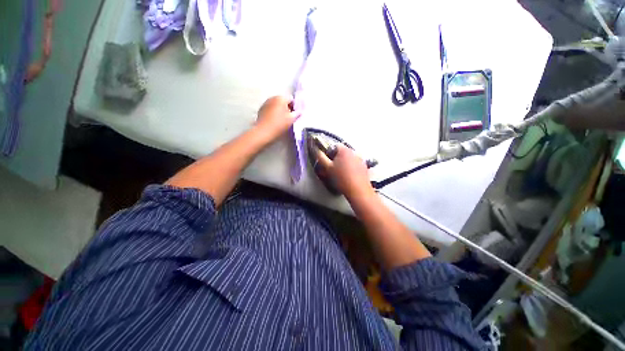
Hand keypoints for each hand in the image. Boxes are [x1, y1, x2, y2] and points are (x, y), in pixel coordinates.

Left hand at [255, 96, 299, 142]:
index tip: (296, 115)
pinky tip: (275, 121)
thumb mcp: (291, 119)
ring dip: (280, 111)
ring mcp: (265, 103)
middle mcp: (272, 98)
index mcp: (281, 98)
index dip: (295, 107)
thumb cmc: (279, 124)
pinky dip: (274, 113)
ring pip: (276, 105)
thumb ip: (297, 113)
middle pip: (283, 102)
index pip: (291, 100)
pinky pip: (270, 109)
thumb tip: (300, 111)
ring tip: (282, 120)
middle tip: (290, 118)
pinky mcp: (261, 110)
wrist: (264, 132)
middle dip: (287, 108)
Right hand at [315, 145, 373, 199]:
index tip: (327, 161)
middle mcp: (354, 152)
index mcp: (344, 150)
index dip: (329, 153)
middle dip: (336, 158)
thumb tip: (317, 150)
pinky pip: (355, 164)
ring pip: (349, 158)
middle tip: (333, 168)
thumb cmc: (342, 179)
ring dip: (344, 163)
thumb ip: (321, 157)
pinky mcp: (365, 167)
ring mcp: (361, 160)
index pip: (334, 146)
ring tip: (341, 174)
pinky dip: (351, 168)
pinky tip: (349, 176)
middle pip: (342, 152)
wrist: (358, 191)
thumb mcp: (327, 168)